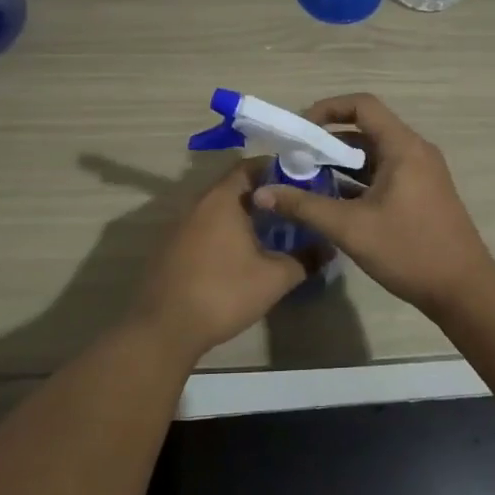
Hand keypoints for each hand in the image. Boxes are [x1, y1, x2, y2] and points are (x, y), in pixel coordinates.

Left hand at [134, 157, 315, 359]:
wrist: (165, 328)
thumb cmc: (223, 292)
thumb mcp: (274, 278)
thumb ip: (305, 259)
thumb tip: (328, 247)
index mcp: (222, 199)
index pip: (250, 166)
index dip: (277, 169)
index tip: (301, 180)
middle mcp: (198, 203)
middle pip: (235, 187)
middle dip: (264, 194)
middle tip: (292, 207)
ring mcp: (181, 225)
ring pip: (219, 209)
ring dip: (244, 215)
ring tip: (273, 230)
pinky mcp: (173, 247)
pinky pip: (206, 227)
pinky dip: (226, 231)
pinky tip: (242, 253)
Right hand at [252, 94, 494, 315]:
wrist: (463, 290)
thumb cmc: (409, 250)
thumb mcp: (350, 228)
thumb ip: (304, 206)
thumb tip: (262, 193)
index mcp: (403, 147)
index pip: (362, 106)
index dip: (327, 109)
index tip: (299, 130)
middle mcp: (415, 151)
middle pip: (366, 129)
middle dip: (328, 140)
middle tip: (295, 158)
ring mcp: (421, 173)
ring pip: (375, 154)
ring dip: (342, 162)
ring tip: (306, 179)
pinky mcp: (421, 194)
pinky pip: (384, 173)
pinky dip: (358, 180)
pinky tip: (332, 200)